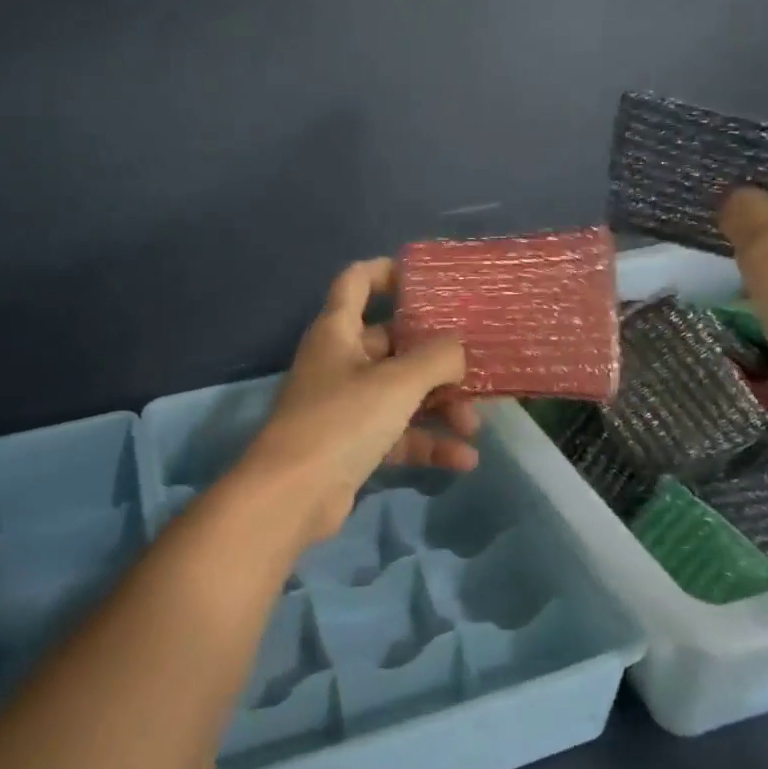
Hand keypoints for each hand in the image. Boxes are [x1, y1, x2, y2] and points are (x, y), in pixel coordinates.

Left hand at [236, 259, 478, 545]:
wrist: (292, 495)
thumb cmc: (342, 420)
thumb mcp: (397, 383)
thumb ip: (436, 358)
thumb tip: (458, 348)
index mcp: (337, 330)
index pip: (356, 281)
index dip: (387, 273)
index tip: (428, 280)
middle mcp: (339, 360)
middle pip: (392, 343)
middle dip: (436, 358)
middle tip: (475, 369)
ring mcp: (344, 403)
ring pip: (400, 392)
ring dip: (438, 406)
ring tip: (474, 426)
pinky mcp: (352, 443)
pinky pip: (396, 433)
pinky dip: (426, 442)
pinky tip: (463, 459)